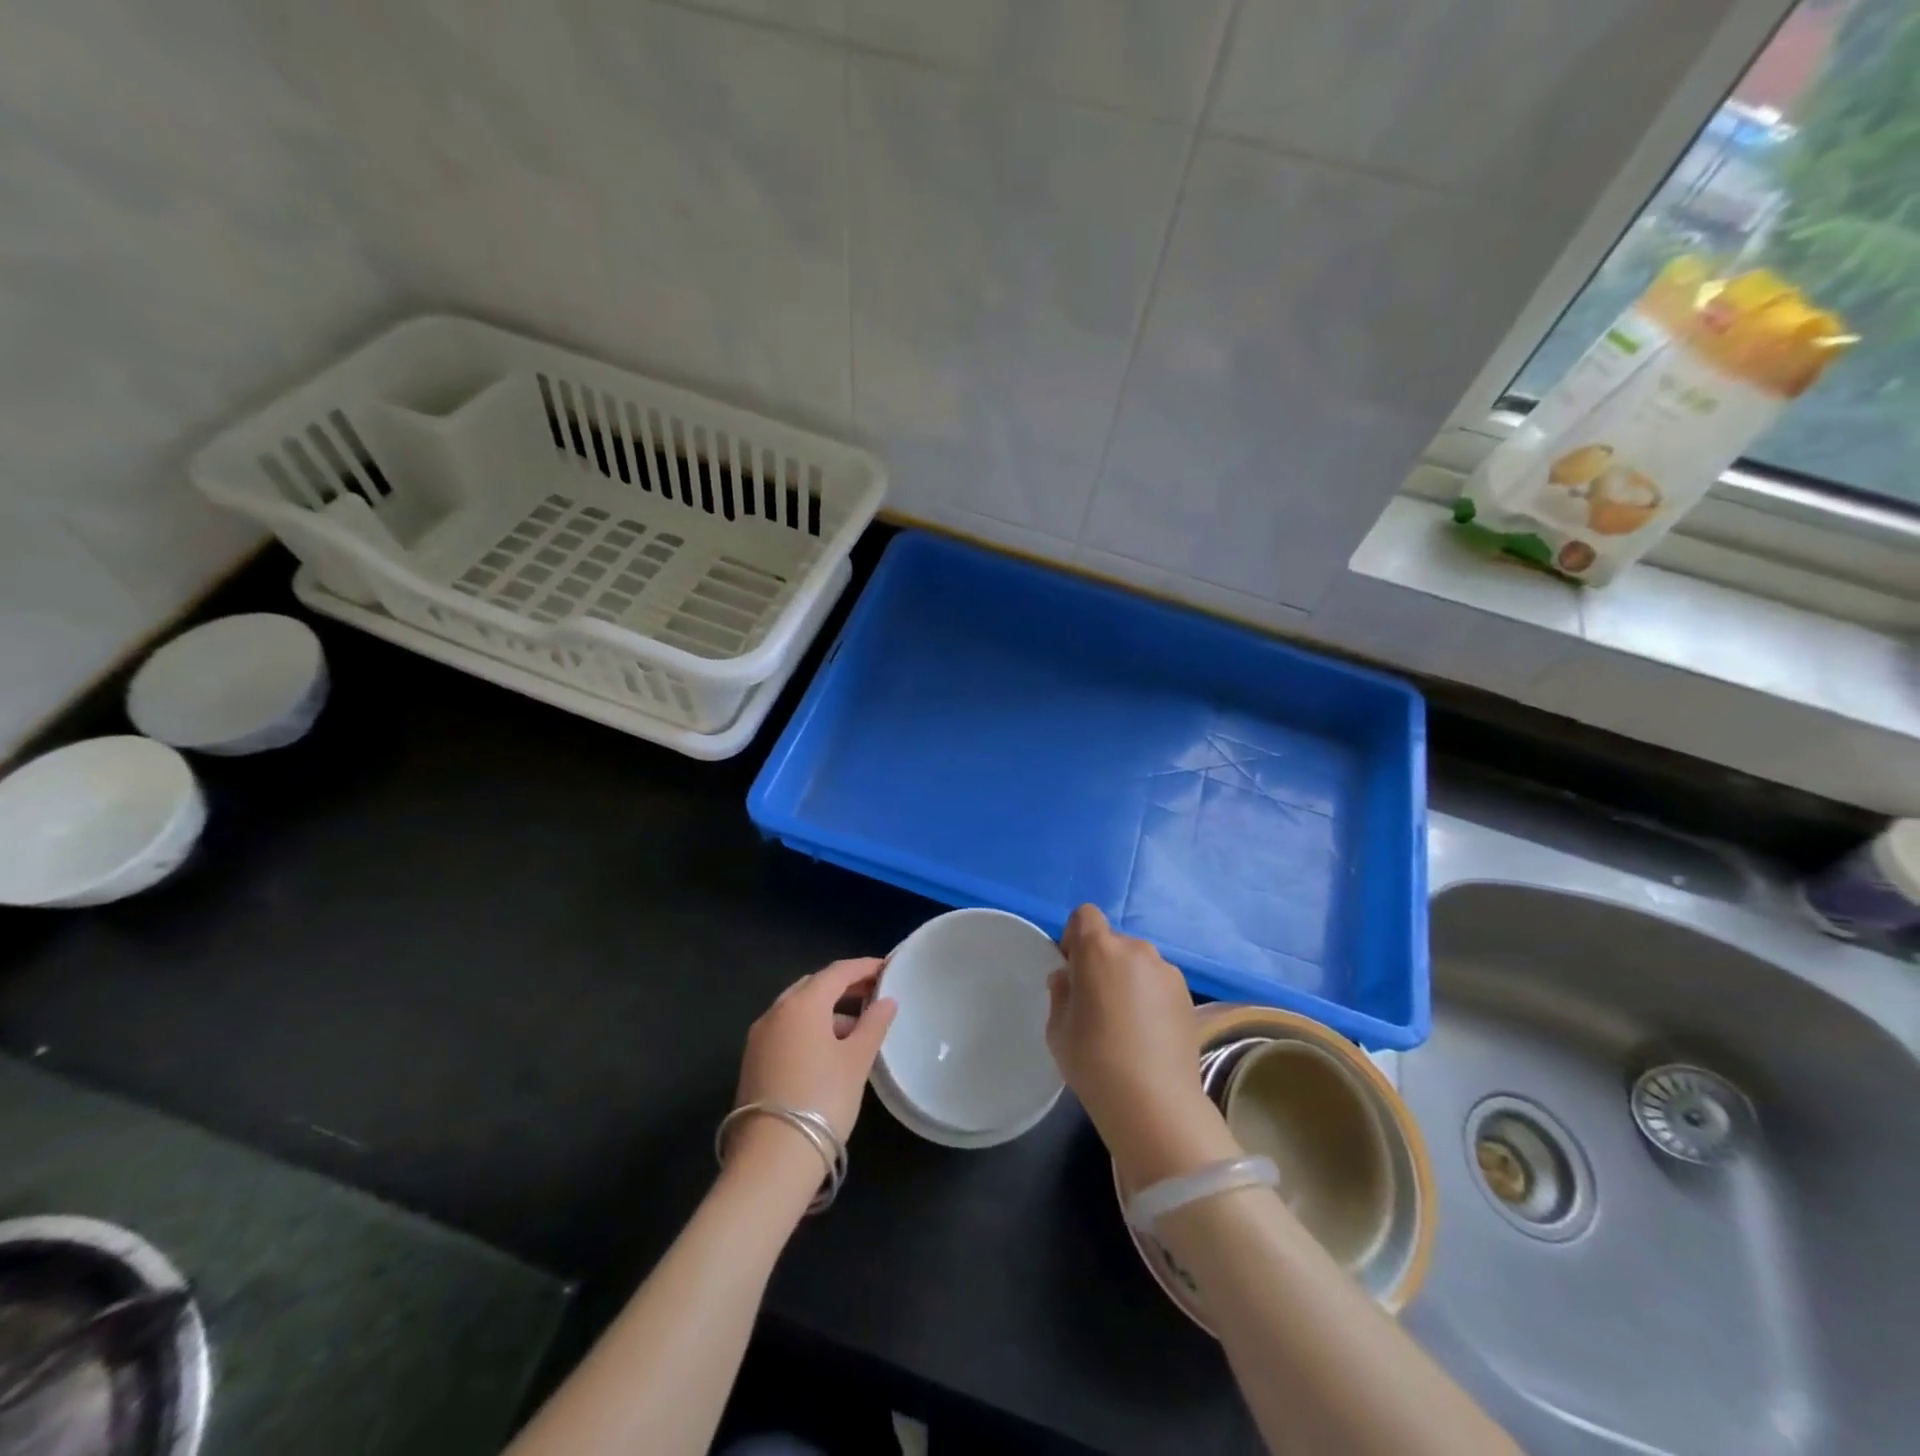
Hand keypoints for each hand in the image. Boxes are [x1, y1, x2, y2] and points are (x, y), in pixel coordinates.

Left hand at [734, 957, 895, 1147]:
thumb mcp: (856, 1061)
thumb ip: (873, 1025)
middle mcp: (776, 1011)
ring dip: (826, 1010)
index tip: (886, 968)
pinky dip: (809, 1028)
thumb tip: (886, 1001)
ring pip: (797, 1009)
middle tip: (872, 993)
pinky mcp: (753, 1061)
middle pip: (813, 986)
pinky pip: (786, 1029)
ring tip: (856, 1028)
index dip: (863, 967)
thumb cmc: (823, 1099)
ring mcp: (759, 1037)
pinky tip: (829, 1050)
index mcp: (802, 1004)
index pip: (837, 972)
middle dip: (843, 986)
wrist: (772, 1158)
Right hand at [1047, 906, 1236, 1187]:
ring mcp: (1167, 971)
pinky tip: (1148, 1034)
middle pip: (1112, 941)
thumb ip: (1061, 992)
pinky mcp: (1188, 995)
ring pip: (1138, 963)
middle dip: (1102, 962)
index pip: (1084, 915)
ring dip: (1128, 979)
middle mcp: (1136, 949)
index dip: (1075, 937)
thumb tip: (1069, 978)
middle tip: (1097, 1003)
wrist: (1154, 1103)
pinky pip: (1158, 984)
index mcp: (1099, 949)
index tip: (1072, 971)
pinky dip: (1150, 997)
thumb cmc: (1094, 1061)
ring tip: (1126, 1023)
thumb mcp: (1057, 1028)